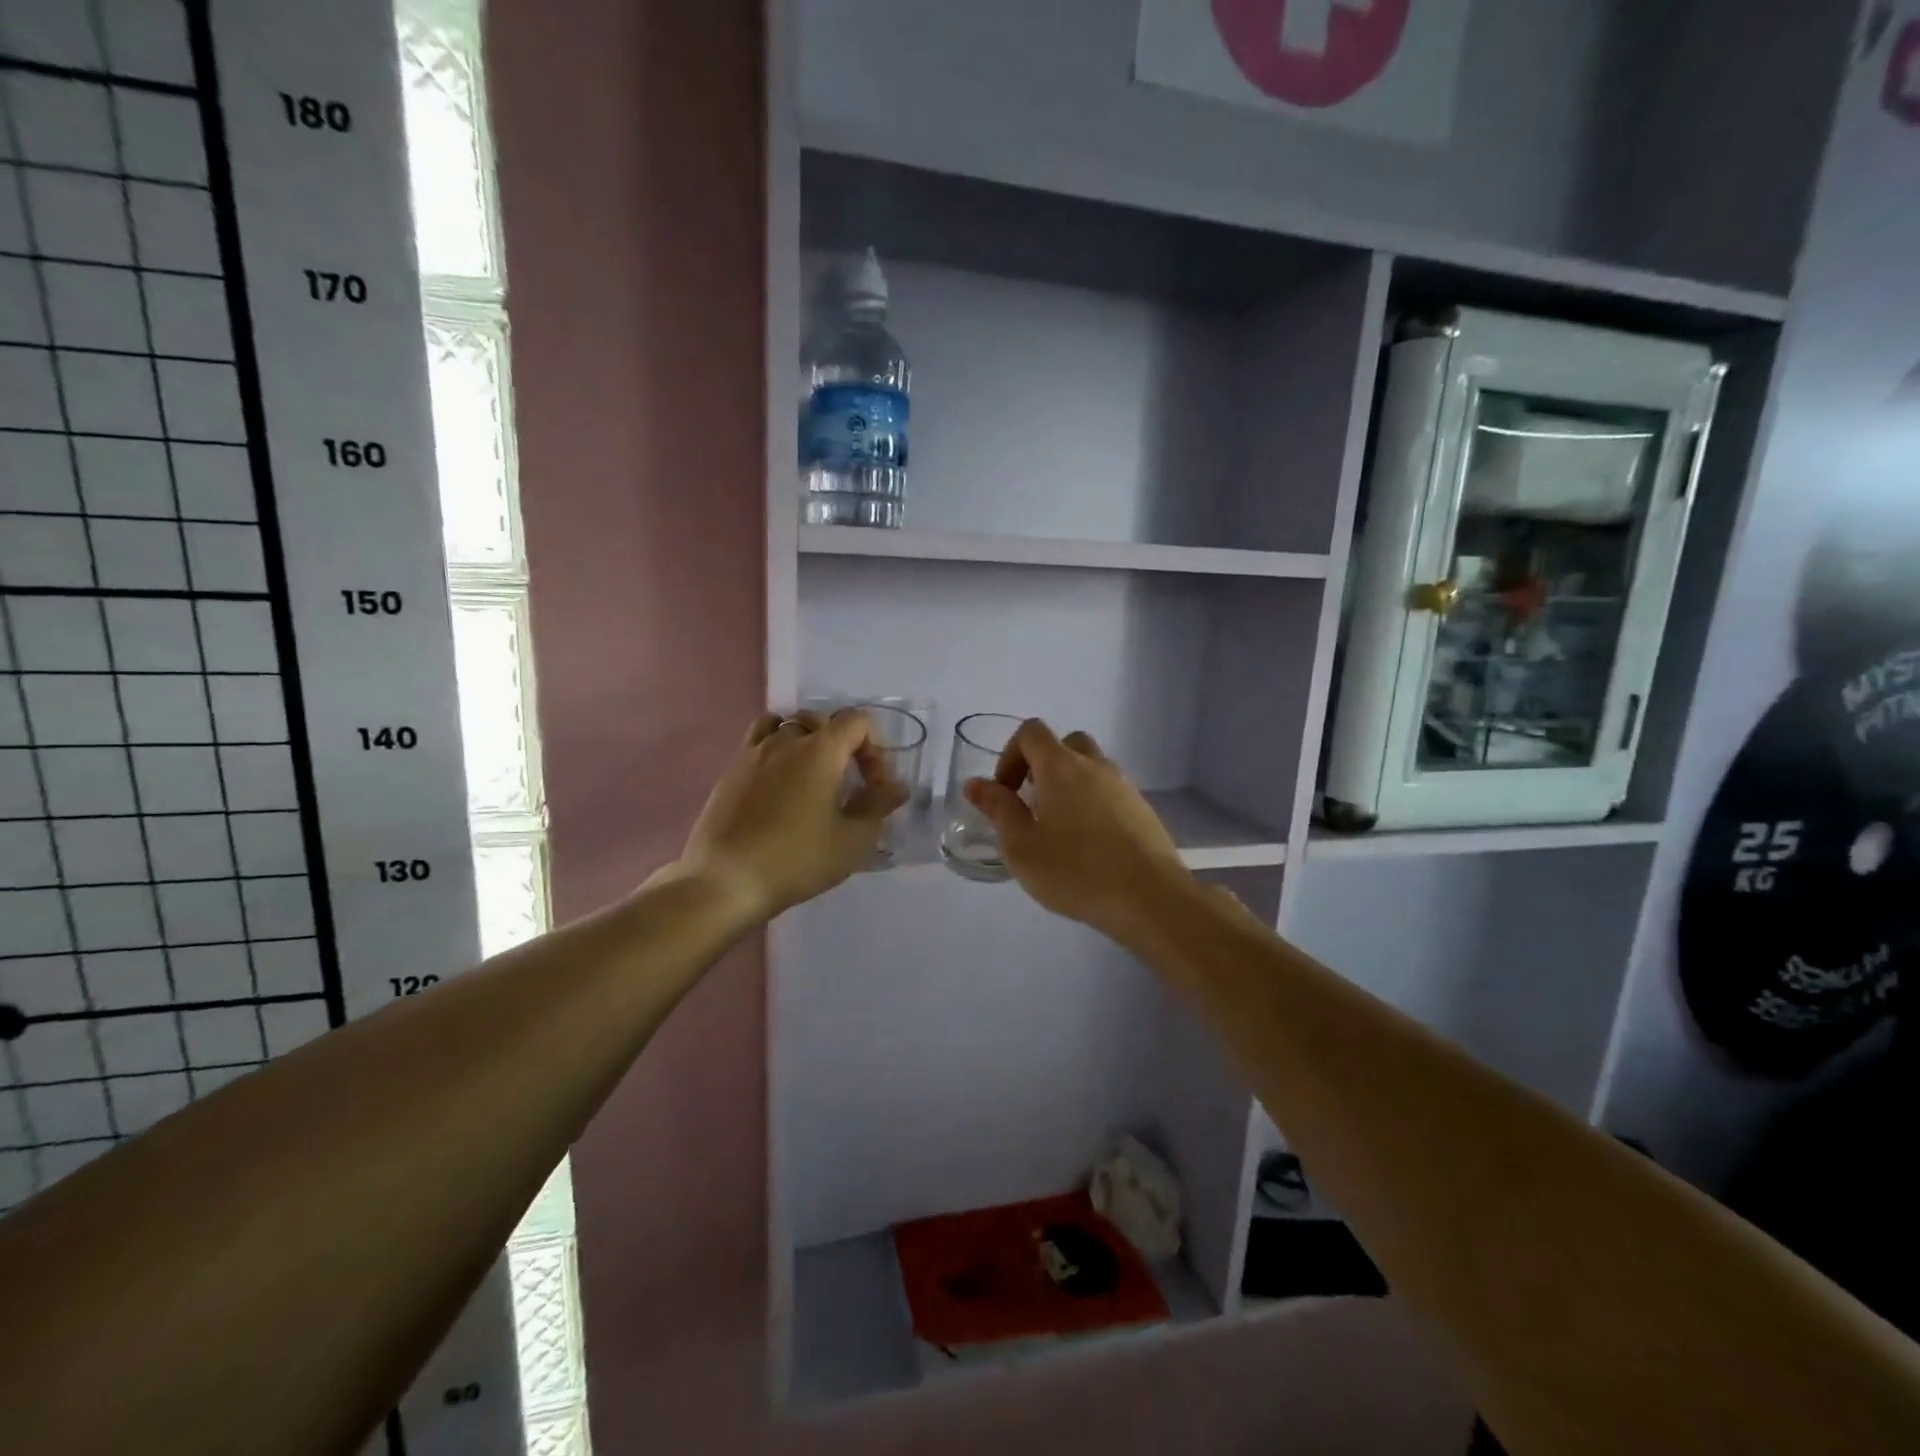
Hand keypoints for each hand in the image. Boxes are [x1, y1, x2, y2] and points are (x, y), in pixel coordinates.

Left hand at [677, 710, 908, 921]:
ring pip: (786, 725)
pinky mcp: (731, 772)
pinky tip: (779, 785)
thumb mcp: (852, 841)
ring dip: (806, 742)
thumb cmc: (796, 860)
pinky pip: (759, 742)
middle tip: (846, 783)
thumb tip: (897, 787)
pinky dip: (777, 750)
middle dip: (842, 744)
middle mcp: (786, 740)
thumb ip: (878, 806)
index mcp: (820, 750)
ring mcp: (753, 753)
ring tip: (811, 778)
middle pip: (821, 720)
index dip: (874, 748)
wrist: (724, 881)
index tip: (873, 785)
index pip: (857, 721)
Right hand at [962, 719, 1194, 942]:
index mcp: (1062, 767)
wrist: (1151, 899)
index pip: (1031, 732)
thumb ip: (998, 809)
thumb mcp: (1021, 846)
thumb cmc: (1076, 871)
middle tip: (1032, 805)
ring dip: (1069, 785)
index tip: (1006, 792)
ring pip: (1091, 768)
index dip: (1010, 754)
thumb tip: (975, 784)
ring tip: (1059, 830)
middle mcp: (1095, 766)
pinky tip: (1089, 846)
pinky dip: (1092, 804)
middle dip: (1042, 766)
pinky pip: (1110, 792)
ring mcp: (1125, 786)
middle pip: (1065, 744)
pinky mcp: (1143, 810)